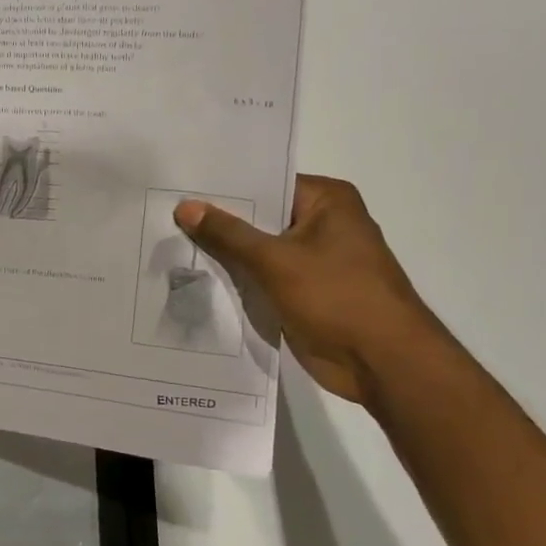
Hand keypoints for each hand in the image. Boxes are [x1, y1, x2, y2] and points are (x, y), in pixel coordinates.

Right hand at [174, 175, 444, 403]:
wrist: (382, 362)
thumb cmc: (337, 297)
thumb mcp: (275, 260)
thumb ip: (228, 234)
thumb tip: (185, 206)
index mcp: (327, 201)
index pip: (264, 183)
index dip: (222, 188)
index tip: (178, 188)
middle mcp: (322, 223)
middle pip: (258, 216)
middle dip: (216, 222)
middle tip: (163, 215)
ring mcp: (313, 260)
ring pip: (257, 249)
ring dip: (224, 254)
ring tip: (167, 243)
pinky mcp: (303, 291)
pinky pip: (261, 277)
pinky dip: (237, 279)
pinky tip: (194, 276)